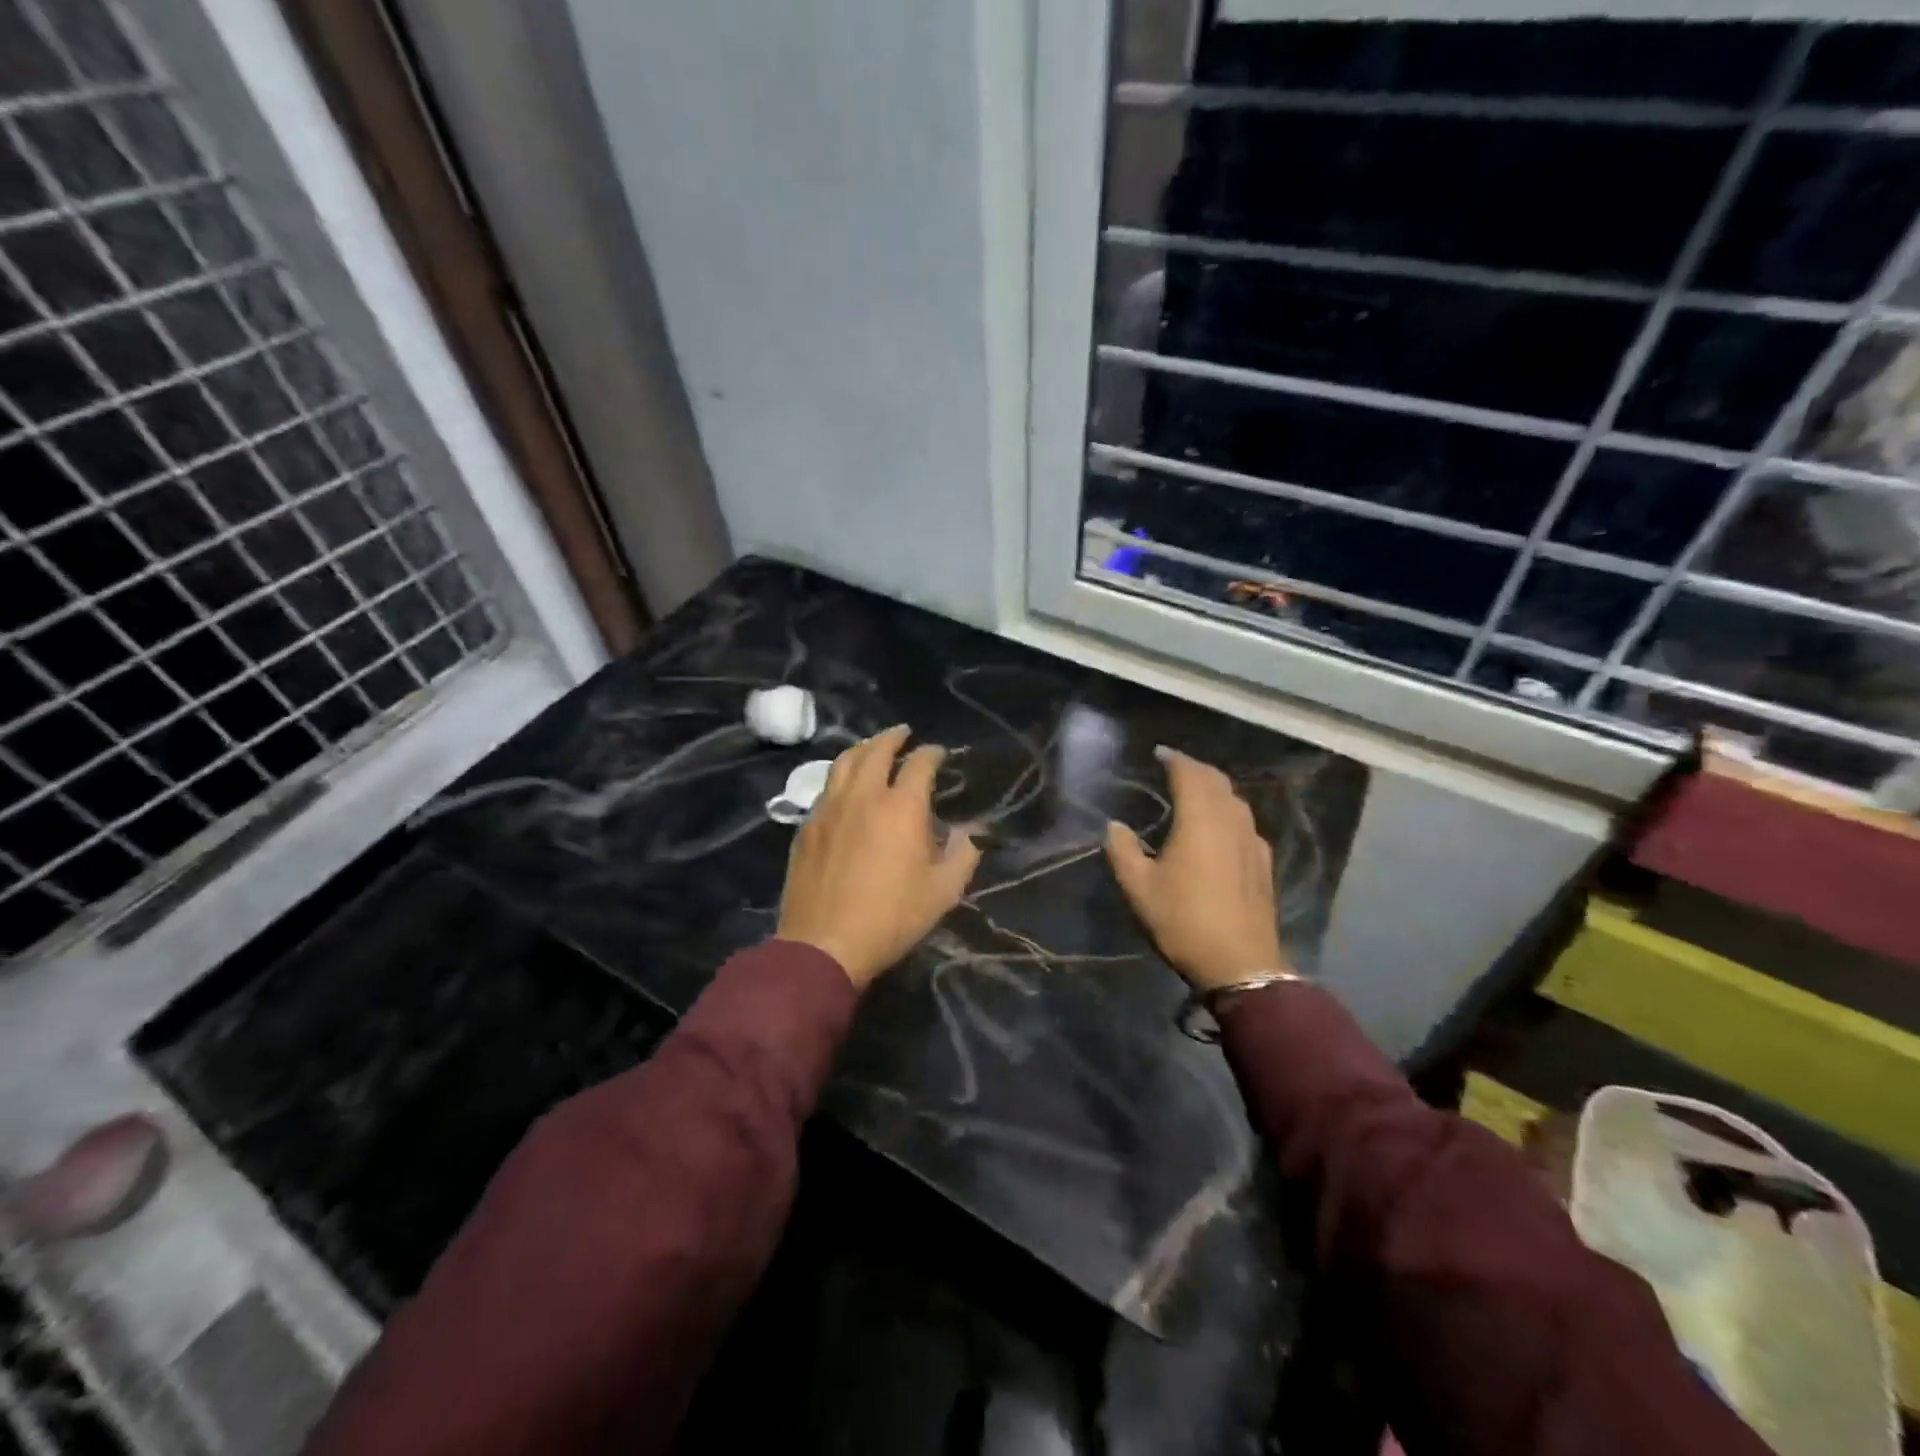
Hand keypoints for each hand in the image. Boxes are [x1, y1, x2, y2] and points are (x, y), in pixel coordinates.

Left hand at [778, 725, 982, 989]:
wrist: (825, 943)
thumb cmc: (892, 917)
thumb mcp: (943, 891)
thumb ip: (964, 853)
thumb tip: (972, 831)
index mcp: (901, 806)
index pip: (920, 763)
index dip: (932, 753)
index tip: (939, 752)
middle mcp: (863, 796)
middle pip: (876, 751)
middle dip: (892, 737)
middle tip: (903, 733)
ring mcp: (829, 808)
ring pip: (844, 763)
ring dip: (862, 749)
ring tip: (872, 748)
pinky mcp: (807, 826)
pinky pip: (825, 788)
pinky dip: (840, 776)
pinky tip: (844, 787)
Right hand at [1104, 746, 1286, 991]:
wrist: (1240, 965)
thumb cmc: (1183, 921)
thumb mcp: (1138, 888)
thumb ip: (1122, 850)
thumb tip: (1115, 825)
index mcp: (1200, 820)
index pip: (1190, 774)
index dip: (1175, 759)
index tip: (1160, 753)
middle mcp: (1230, 821)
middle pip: (1217, 782)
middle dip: (1195, 769)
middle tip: (1174, 768)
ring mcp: (1252, 842)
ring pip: (1235, 801)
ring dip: (1214, 789)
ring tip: (1194, 793)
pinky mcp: (1263, 863)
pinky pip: (1245, 823)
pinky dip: (1228, 812)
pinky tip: (1219, 829)